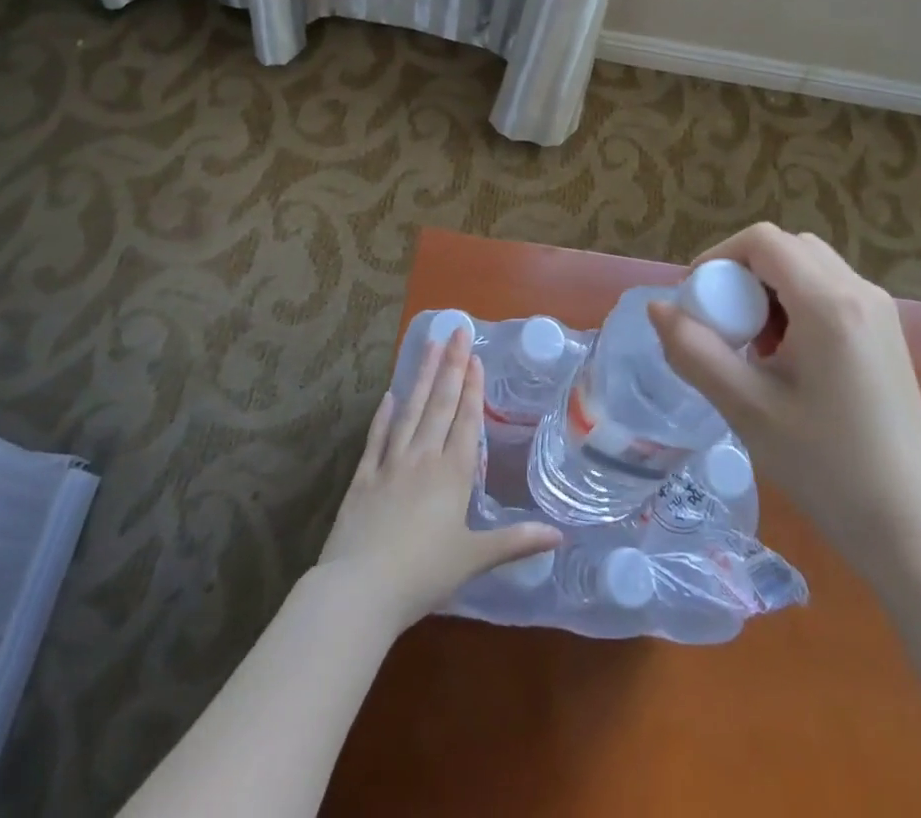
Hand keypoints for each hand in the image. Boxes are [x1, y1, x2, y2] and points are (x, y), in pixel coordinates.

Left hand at [316, 326, 560, 630]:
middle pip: (439, 404)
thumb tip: (560, 536)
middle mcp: (423, 458)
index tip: (474, 356)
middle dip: (450, 366)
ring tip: (428, 345)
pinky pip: (376, 439)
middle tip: (455, 330)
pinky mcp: (363, 478)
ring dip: (420, 377)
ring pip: (410, 411)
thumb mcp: (474, 559)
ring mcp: (390, 464)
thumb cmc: (423, 574)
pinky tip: (388, 396)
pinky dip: (383, 416)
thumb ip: (516, 542)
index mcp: (452, 473)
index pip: (466, 420)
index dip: (472, 388)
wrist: (360, 589)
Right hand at [649, 224, 920, 549]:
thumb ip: (695, 351)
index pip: (763, 241)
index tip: (695, 301)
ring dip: (770, 290)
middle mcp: (860, 291)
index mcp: (829, 302)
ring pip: (810, 267)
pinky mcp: (886, 335)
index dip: (718, 257)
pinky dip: (797, 305)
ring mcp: (880, 312)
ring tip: (754, 348)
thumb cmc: (828, 469)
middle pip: (787, 248)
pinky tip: (788, 361)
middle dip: (744, 273)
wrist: (916, 530)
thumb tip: (657, 307)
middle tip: (723, 324)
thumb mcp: (748, 409)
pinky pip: (831, 292)